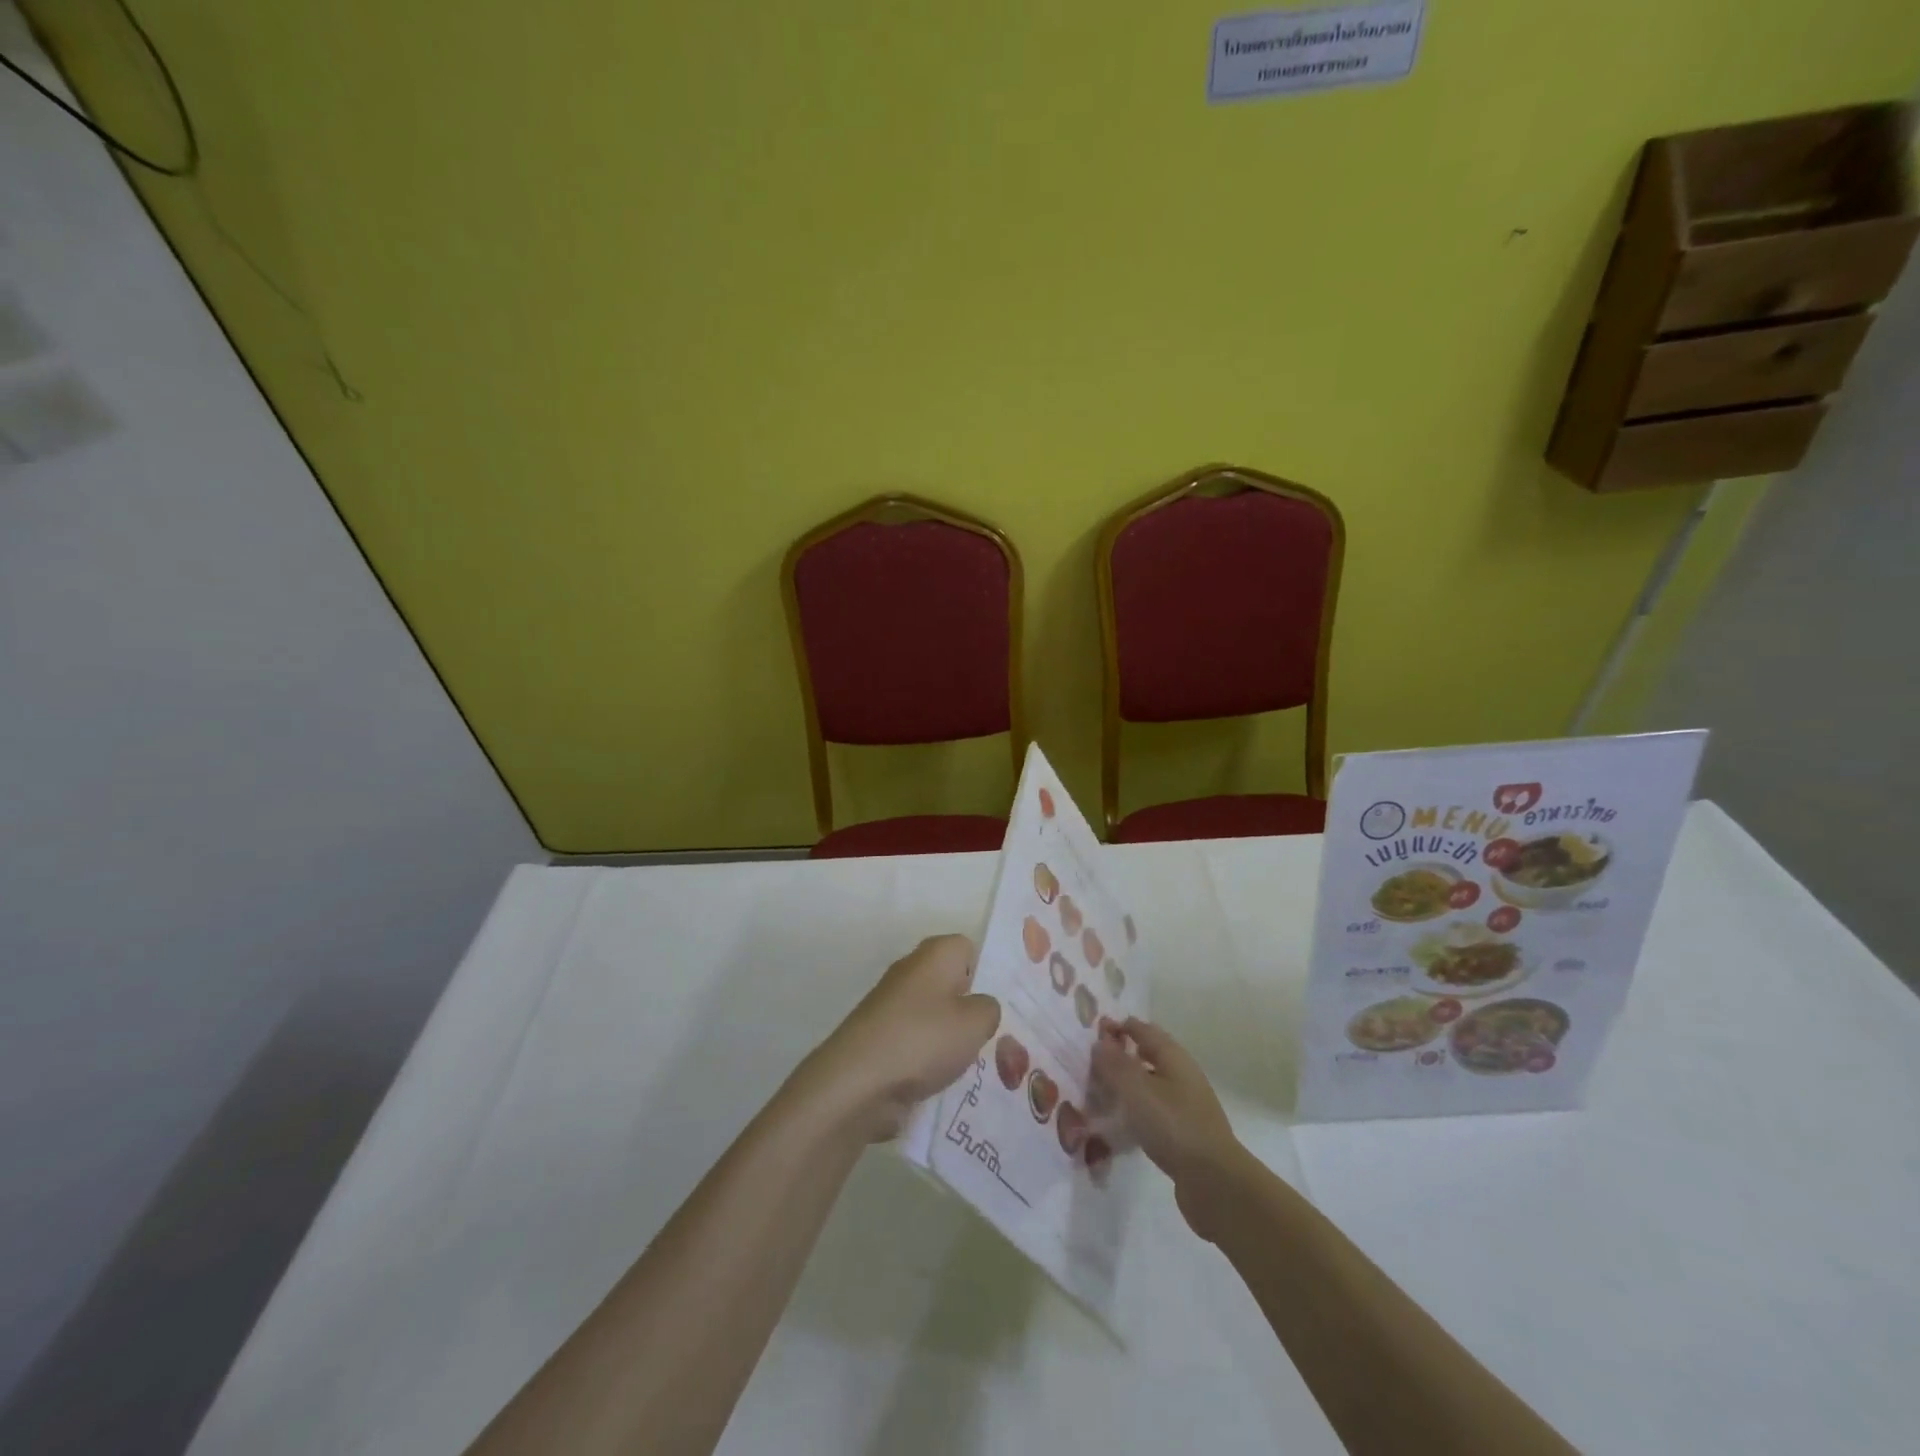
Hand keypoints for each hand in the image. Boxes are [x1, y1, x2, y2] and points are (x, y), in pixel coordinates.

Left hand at [801, 935, 1000, 1141]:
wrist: (857, 1082)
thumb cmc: (923, 1039)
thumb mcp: (976, 1022)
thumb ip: (989, 1009)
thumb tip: (980, 1007)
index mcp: (936, 953)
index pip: (970, 949)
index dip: (988, 973)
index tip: (1004, 1003)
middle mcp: (912, 970)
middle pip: (952, 983)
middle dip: (971, 1008)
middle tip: (997, 1036)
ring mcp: (892, 1004)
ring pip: (935, 1015)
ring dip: (951, 1038)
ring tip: (975, 1064)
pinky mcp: (881, 1036)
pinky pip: (917, 1042)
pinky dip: (929, 1059)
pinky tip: (945, 1081)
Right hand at [1091, 1019, 1243, 1239]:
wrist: (1214, 1182)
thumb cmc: (1173, 1125)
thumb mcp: (1136, 1090)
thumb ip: (1115, 1064)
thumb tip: (1100, 1042)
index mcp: (1173, 1056)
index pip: (1143, 1030)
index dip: (1119, 1027)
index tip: (1093, 1032)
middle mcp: (1182, 1074)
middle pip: (1148, 1055)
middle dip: (1122, 1055)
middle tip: (1092, 1062)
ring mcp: (1186, 1105)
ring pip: (1150, 1084)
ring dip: (1127, 1084)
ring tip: (1100, 1092)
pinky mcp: (1184, 1132)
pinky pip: (1154, 1110)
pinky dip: (1136, 1109)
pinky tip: (1120, 1123)